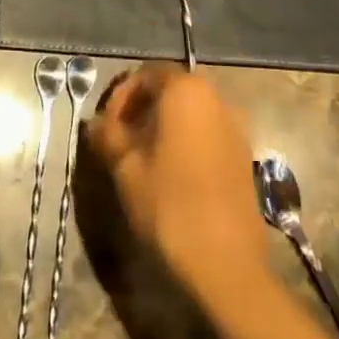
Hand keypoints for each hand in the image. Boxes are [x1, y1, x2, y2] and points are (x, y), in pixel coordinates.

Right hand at [88, 65, 270, 305]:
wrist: (226, 264)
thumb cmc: (169, 205)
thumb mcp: (125, 168)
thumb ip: (108, 135)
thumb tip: (95, 123)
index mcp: (186, 91)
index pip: (147, 74)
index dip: (121, 96)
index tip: (106, 125)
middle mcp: (217, 99)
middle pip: (171, 90)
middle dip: (141, 109)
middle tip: (118, 139)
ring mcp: (236, 127)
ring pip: (190, 112)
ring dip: (162, 125)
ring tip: (140, 157)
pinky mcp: (243, 155)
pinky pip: (207, 132)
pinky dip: (185, 140)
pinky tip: (168, 172)